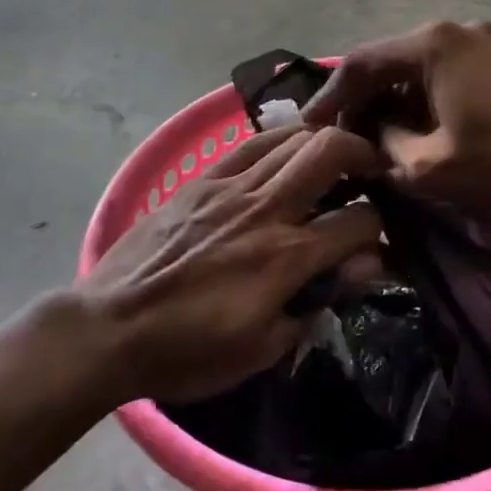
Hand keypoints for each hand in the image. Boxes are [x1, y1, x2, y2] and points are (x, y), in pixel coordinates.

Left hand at [80, 126, 383, 402]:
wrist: (109, 328)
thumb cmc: (187, 352)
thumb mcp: (261, 349)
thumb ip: (316, 303)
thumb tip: (361, 266)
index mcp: (285, 258)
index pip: (359, 222)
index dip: (381, 228)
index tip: (378, 241)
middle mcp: (265, 210)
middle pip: (330, 151)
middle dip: (364, 154)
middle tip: (372, 170)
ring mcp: (230, 187)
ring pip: (293, 137)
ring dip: (324, 142)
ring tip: (333, 159)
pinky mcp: (202, 180)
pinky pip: (251, 144)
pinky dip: (280, 140)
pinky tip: (287, 152)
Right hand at [304, 21, 490, 223]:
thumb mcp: (429, 166)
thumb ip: (385, 145)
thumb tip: (368, 136)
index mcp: (433, 45)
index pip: (362, 63)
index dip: (330, 97)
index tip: (307, 127)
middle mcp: (457, 29)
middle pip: (391, 60)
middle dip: (363, 100)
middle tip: (342, 136)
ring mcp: (488, 41)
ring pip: (421, 67)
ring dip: (395, 101)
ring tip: (378, 137)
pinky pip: (450, 72)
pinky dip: (426, 98)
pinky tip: (420, 129)